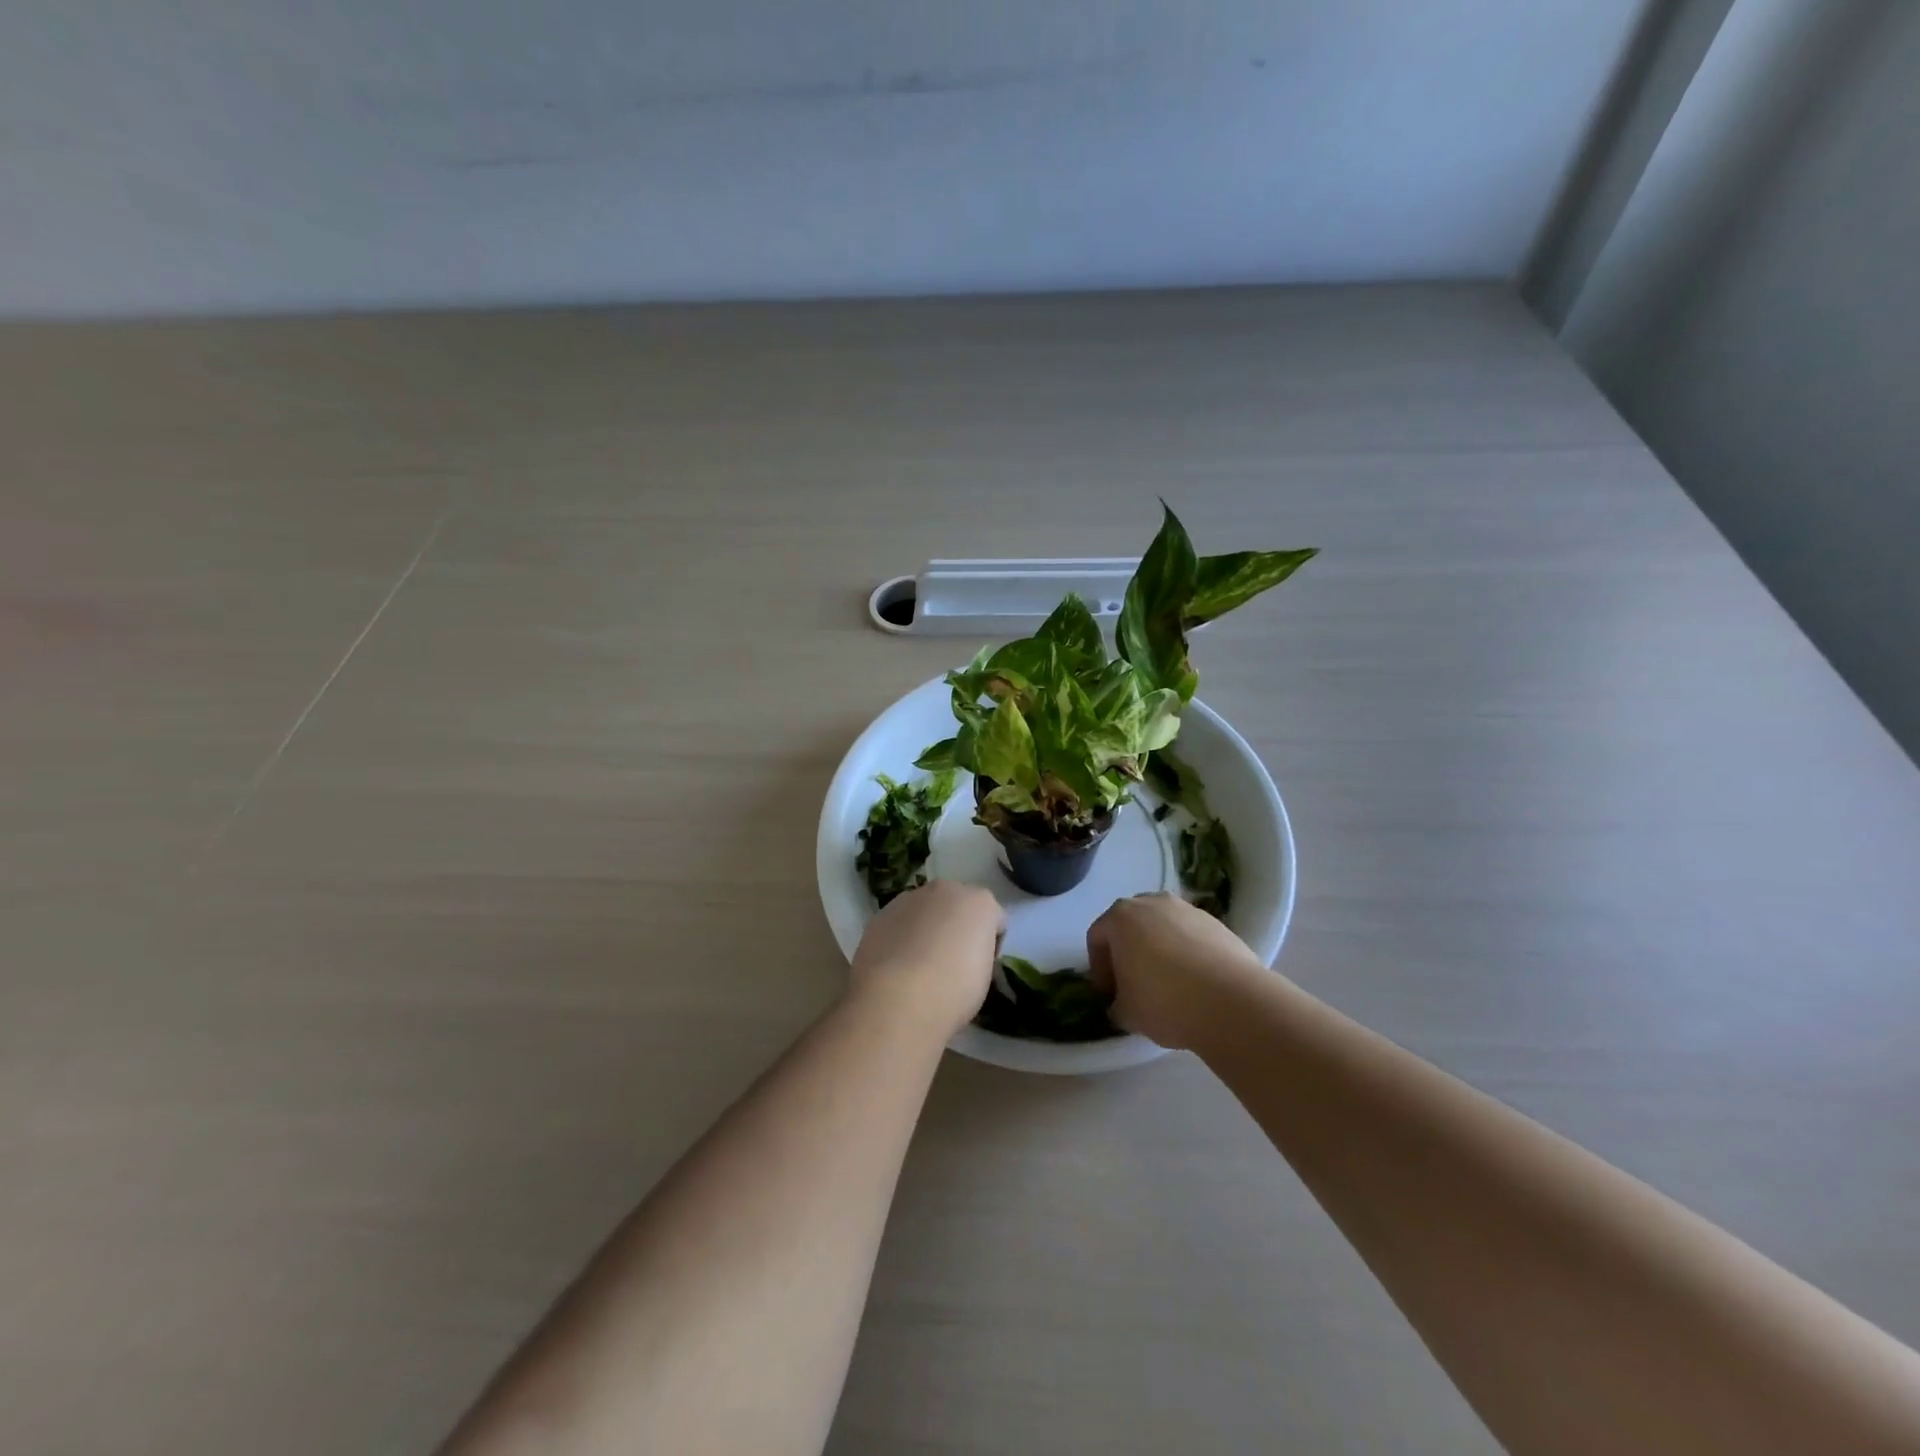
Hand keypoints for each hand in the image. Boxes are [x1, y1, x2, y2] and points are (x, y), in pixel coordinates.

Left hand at [850, 880, 1005, 1038]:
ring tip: (919, 965)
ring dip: (927, 927)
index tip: (982, 968)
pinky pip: (900, 922)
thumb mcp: (984, 977)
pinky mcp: (881, 914)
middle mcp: (945, 890)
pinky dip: (902, 936)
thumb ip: (979, 953)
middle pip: (958, 905)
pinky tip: (897, 965)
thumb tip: (964, 956)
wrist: (897, 999)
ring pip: (925, 910)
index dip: (991, 945)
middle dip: (957, 926)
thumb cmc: (954, 991)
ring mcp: (909, 898)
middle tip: (952, 962)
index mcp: (980, 902)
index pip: (995, 919)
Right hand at [1086, 893, 1270, 1048]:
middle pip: (1130, 926)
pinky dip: (1187, 954)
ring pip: (1162, 928)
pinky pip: (1190, 936)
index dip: (1099, 969)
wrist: (1232, 1001)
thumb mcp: (1126, 1013)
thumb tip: (1121, 1005)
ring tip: (1169, 985)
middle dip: (1128, 953)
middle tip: (1134, 986)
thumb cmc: (1165, 1001)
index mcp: (1121, 917)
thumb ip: (1116, 1005)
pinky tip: (1195, 983)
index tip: (1110, 996)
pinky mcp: (1217, 923)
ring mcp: (1187, 910)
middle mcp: (1152, 903)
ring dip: (1159, 951)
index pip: (1097, 938)